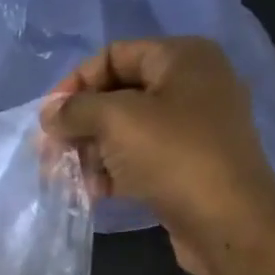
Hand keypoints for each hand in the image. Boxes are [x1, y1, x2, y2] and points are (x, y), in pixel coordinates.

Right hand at [40, 37, 274, 274]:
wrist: (226, 219)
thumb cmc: (173, 155)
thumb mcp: (116, 120)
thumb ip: (75, 110)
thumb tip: (49, 112)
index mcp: (182, 58)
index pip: (114, 56)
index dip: (76, 83)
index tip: (48, 118)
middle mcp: (190, 85)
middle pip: (116, 95)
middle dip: (78, 124)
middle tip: (48, 152)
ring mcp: (190, 128)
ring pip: (123, 131)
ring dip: (88, 152)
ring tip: (62, 177)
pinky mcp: (186, 165)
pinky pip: (138, 159)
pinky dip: (110, 171)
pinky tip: (90, 192)